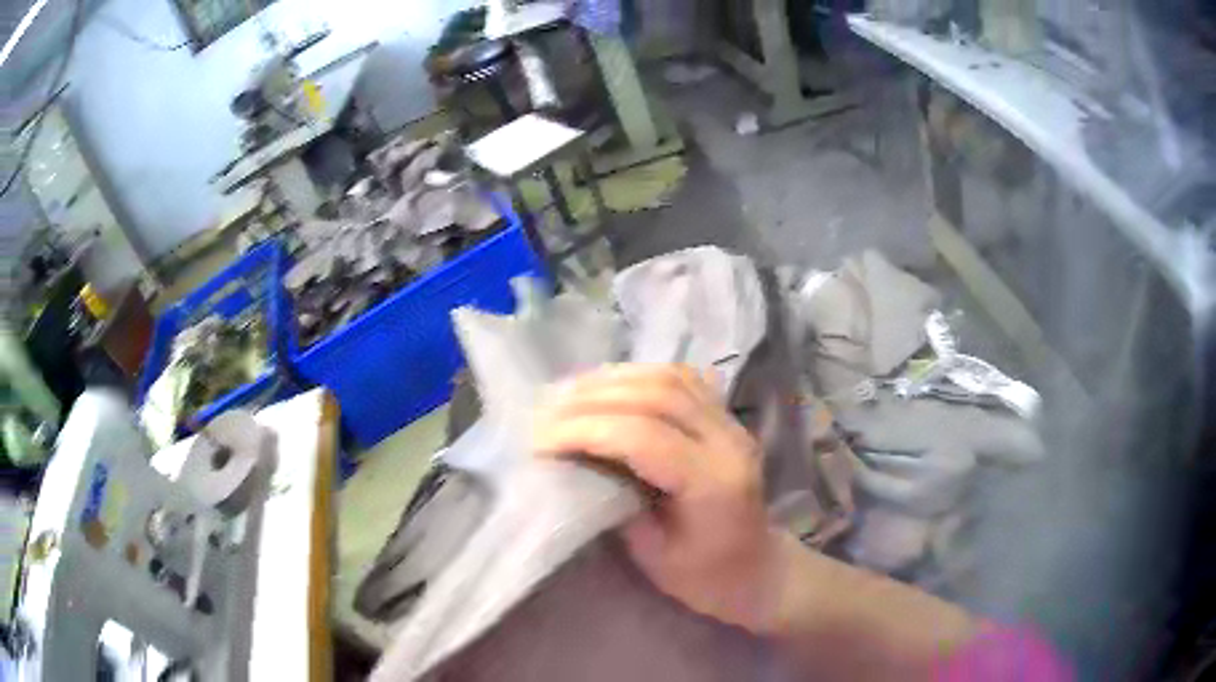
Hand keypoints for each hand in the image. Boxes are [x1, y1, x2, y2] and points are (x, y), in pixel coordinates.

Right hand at [532, 364, 781, 632]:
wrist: (758, 569)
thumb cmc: (705, 577)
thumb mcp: (653, 555)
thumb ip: (617, 502)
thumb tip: (575, 460)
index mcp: (714, 484)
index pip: (643, 436)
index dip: (586, 430)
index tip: (540, 440)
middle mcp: (729, 442)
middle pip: (656, 396)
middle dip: (592, 399)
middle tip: (546, 412)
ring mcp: (732, 424)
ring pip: (669, 378)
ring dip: (613, 380)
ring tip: (568, 394)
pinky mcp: (727, 417)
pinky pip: (681, 380)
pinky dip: (638, 376)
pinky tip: (609, 386)